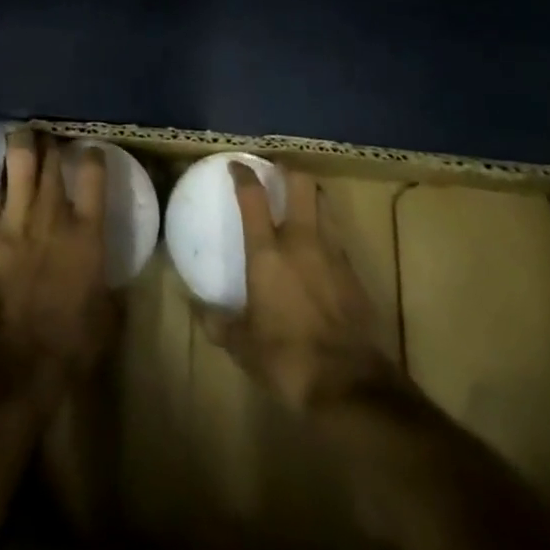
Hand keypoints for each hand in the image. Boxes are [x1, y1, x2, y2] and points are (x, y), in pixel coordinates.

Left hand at [0, 126, 115, 388]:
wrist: (18, 365)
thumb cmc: (69, 347)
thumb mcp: (106, 315)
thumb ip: (108, 284)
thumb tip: (109, 277)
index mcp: (88, 232)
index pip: (95, 174)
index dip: (92, 155)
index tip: (89, 149)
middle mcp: (54, 213)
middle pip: (53, 160)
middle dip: (51, 142)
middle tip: (48, 135)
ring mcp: (16, 217)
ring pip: (19, 158)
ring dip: (21, 139)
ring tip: (21, 129)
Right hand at [201, 164, 401, 412]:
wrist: (350, 384)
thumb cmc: (287, 358)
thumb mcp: (243, 345)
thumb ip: (218, 323)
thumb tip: (195, 310)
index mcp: (268, 251)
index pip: (253, 197)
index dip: (244, 175)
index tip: (237, 164)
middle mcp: (301, 241)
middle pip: (300, 184)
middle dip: (289, 171)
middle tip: (277, 172)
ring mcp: (333, 254)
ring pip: (324, 205)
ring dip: (312, 196)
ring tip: (300, 202)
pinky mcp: (354, 273)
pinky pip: (337, 237)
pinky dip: (326, 232)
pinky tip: (318, 249)